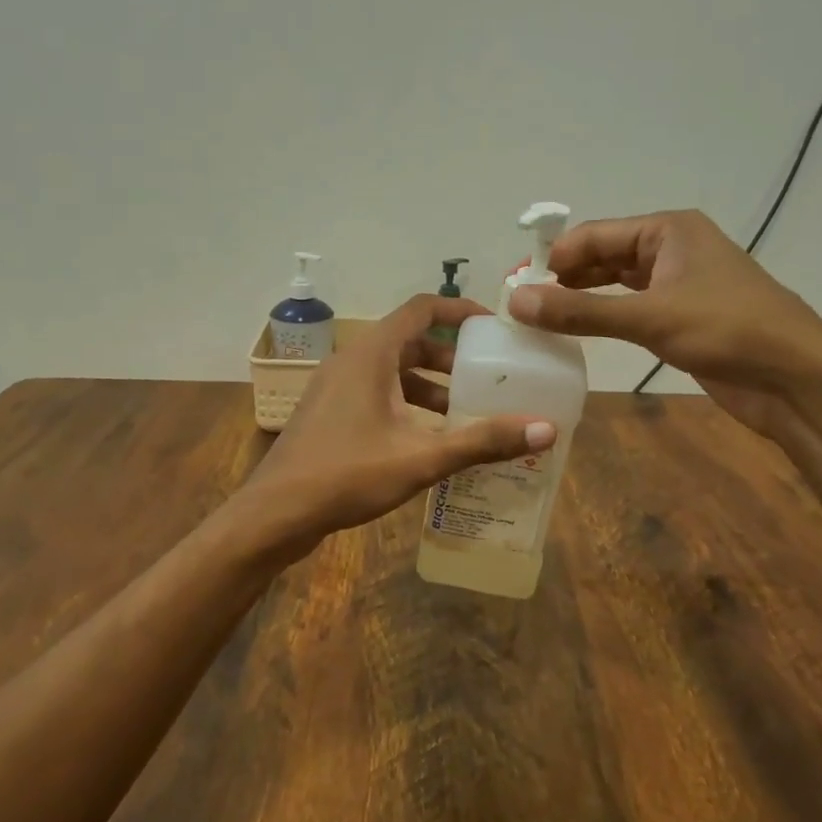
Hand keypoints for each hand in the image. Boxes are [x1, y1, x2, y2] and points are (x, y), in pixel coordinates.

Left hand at [244, 295, 555, 546]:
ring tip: (467, 414)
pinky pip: (377, 394)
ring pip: (393, 372)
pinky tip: (429, 440)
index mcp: (371, 354)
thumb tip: (546, 429)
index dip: (460, 310)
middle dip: (451, 357)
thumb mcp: (421, 458)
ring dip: (430, 387)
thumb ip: (482, 441)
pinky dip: (407, 405)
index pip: (421, 309)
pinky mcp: (330, 413)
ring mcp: (336, 387)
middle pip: (410, 341)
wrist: (275, 513)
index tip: (494, 327)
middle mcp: (352, 360)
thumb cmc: (347, 474)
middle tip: (488, 377)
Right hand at [505, 209, 821, 433]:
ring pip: (616, 284)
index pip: (595, 234)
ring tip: (540, 319)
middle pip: (604, 256)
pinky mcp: (682, 318)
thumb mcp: (649, 317)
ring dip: (582, 298)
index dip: (555, 257)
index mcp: (668, 230)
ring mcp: (679, 284)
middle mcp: (672, 249)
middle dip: (565, 277)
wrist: (797, 380)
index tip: (516, 285)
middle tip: (523, 305)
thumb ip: (580, 311)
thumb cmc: (727, 331)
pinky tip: (578, 332)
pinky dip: (603, 317)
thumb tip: (515, 302)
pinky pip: (631, 309)